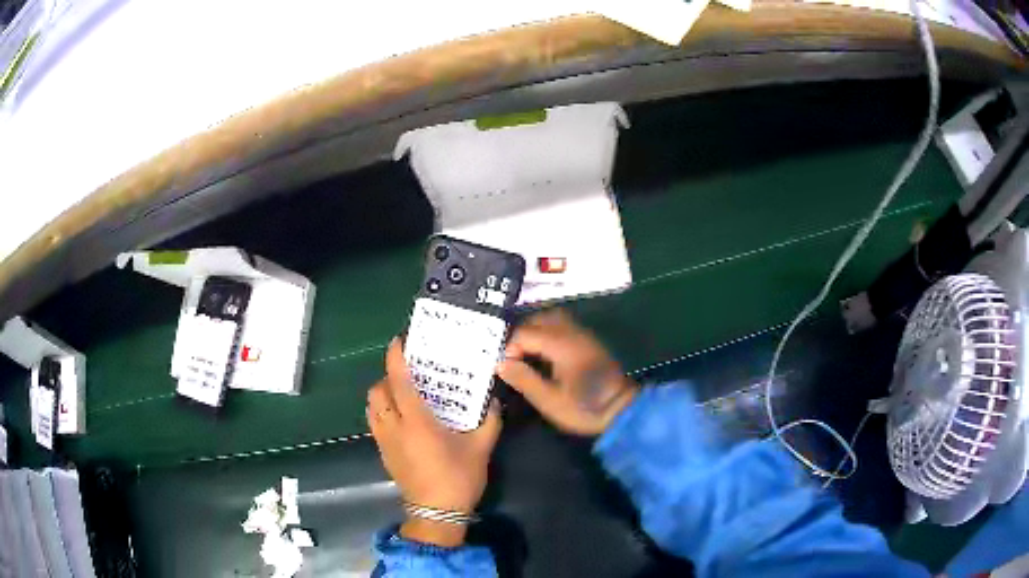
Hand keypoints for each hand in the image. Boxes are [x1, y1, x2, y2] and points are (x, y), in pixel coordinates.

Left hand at [367, 338, 501, 546]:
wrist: (437, 513)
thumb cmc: (458, 478)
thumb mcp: (481, 448)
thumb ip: (489, 420)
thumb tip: (493, 399)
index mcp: (416, 421)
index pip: (398, 381)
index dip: (395, 357)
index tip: (399, 341)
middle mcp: (394, 426)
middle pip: (378, 390)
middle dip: (387, 376)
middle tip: (408, 372)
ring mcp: (384, 440)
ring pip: (371, 406)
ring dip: (381, 393)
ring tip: (401, 393)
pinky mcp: (383, 453)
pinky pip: (374, 422)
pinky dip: (380, 411)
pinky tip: (400, 418)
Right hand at [498, 309, 637, 435]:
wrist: (622, 411)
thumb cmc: (584, 408)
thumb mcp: (549, 400)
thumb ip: (524, 379)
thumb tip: (501, 363)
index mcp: (561, 344)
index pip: (525, 332)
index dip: (509, 347)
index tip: (504, 367)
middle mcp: (572, 332)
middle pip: (539, 319)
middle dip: (520, 335)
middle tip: (512, 357)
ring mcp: (583, 335)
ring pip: (552, 319)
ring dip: (535, 331)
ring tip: (525, 354)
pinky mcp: (589, 342)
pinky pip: (563, 326)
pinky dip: (548, 334)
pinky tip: (543, 355)